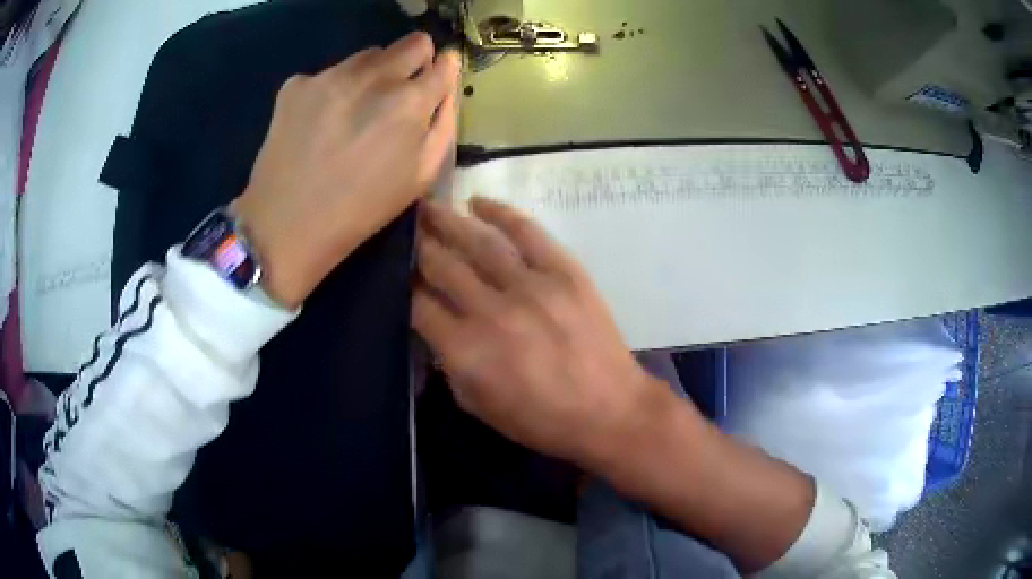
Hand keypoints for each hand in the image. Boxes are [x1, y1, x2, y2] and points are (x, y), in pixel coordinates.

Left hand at [232, 32, 460, 308]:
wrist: (286, 225)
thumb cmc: (361, 209)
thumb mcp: (421, 176)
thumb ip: (444, 122)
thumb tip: (446, 82)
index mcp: (409, 101)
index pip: (443, 62)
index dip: (441, 71)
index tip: (432, 82)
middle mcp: (373, 76)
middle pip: (411, 42)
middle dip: (413, 62)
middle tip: (395, 95)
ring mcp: (330, 75)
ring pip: (367, 56)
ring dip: (371, 75)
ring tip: (352, 113)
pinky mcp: (296, 84)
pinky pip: (328, 74)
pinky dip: (331, 91)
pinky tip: (318, 123)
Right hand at [413, 198, 669, 464]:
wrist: (608, 411)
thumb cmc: (540, 420)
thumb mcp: (478, 405)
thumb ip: (448, 364)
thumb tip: (433, 325)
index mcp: (466, 351)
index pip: (418, 305)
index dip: (403, 285)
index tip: (396, 272)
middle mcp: (491, 311)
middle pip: (442, 266)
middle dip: (418, 245)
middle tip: (404, 226)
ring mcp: (530, 287)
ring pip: (479, 242)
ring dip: (448, 220)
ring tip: (428, 206)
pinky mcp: (564, 272)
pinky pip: (527, 232)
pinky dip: (501, 213)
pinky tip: (479, 202)